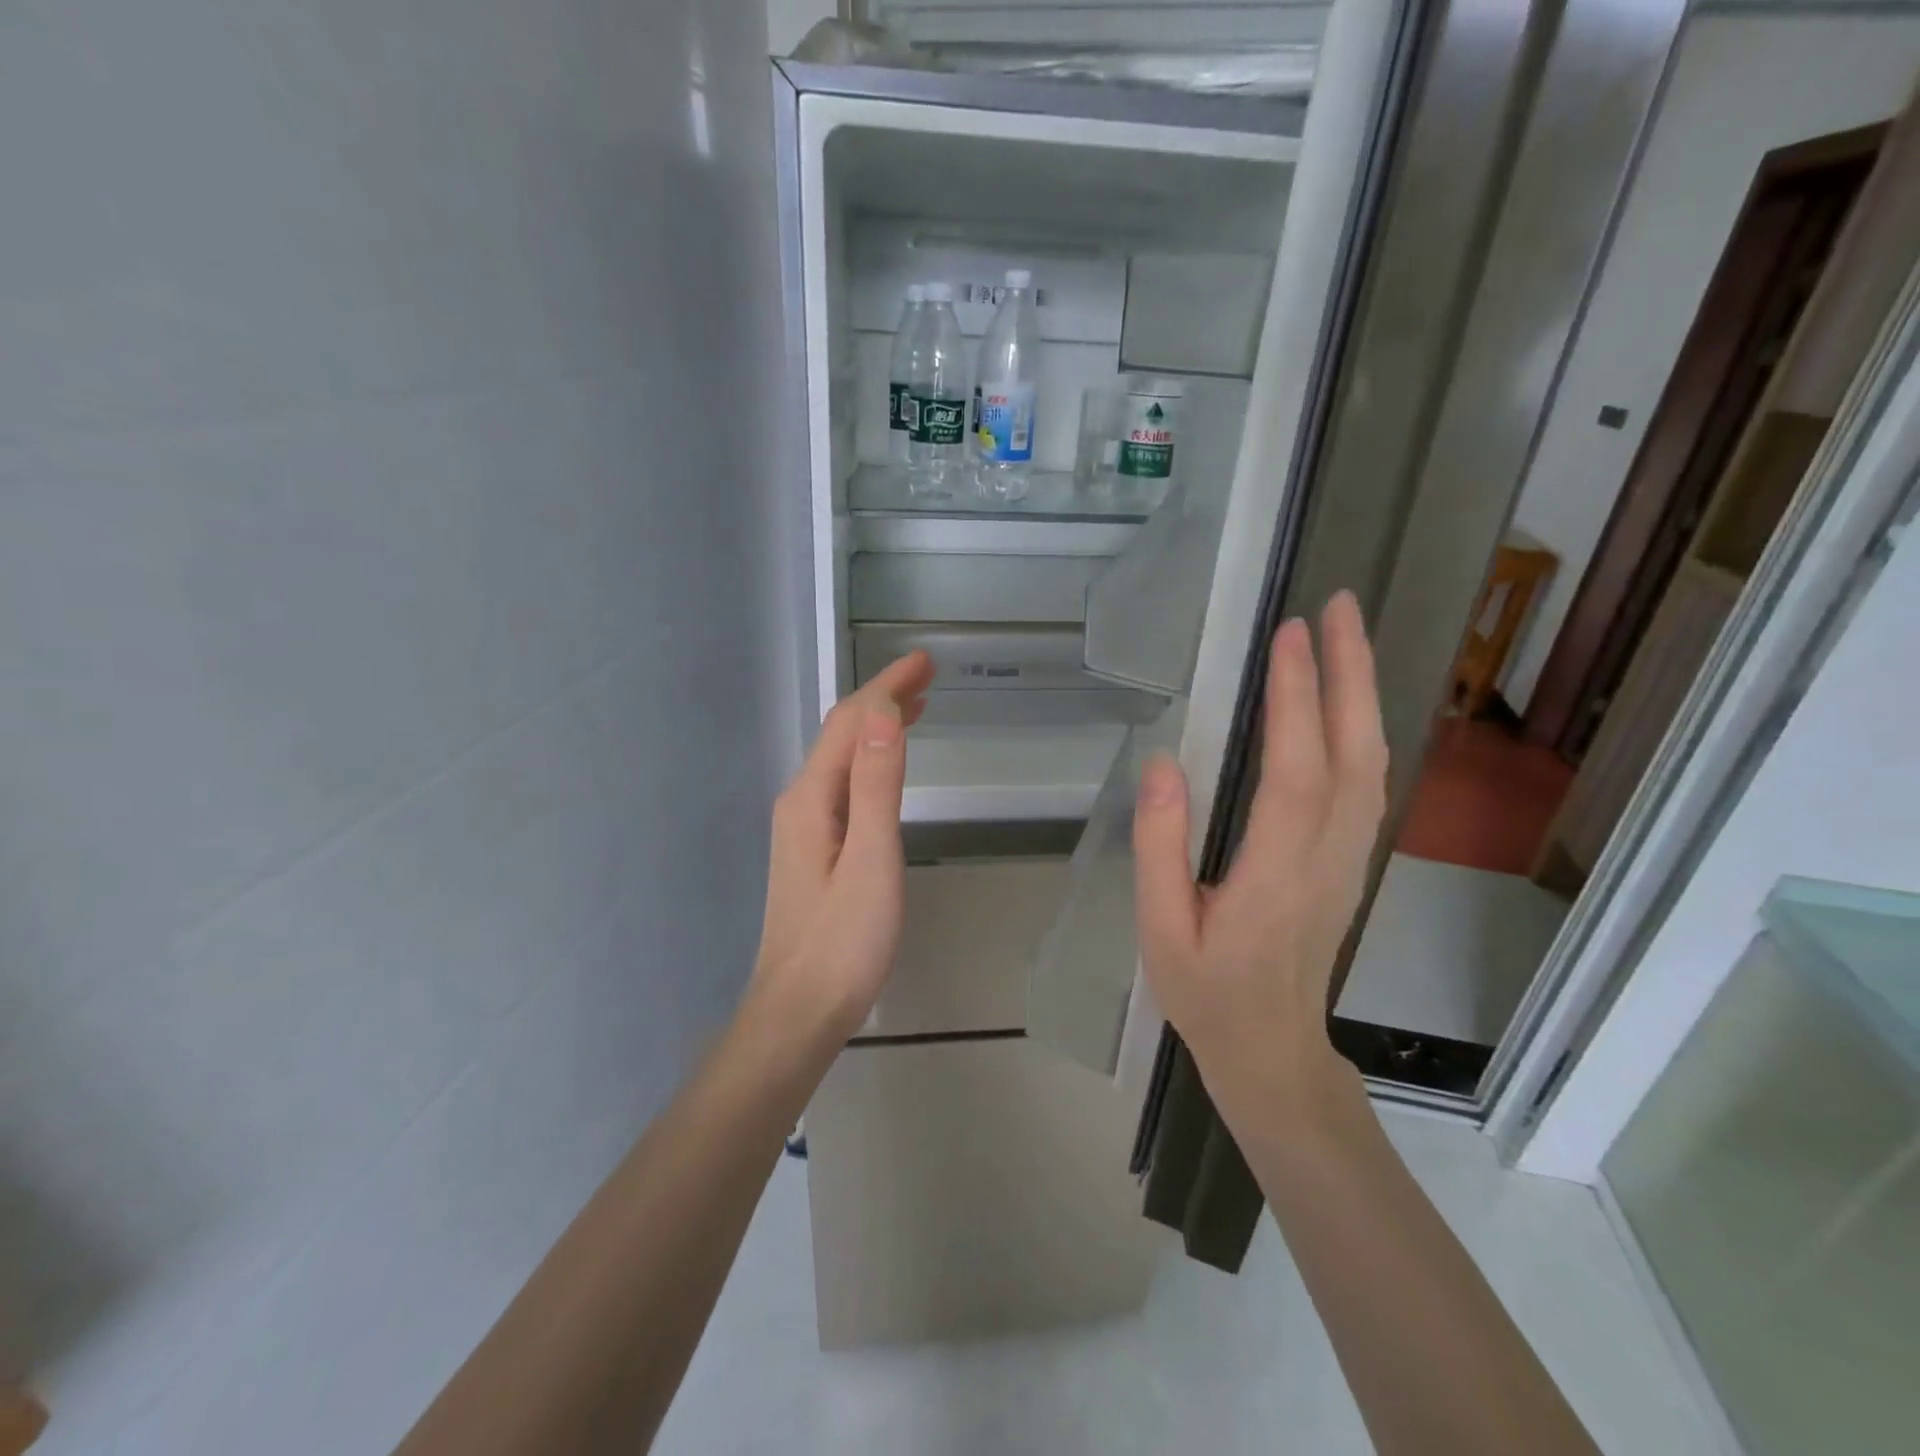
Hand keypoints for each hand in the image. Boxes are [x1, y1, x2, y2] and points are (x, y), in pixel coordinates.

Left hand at [747, 651, 935, 1045]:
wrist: (799, 1010)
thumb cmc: (844, 940)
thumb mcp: (871, 859)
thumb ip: (876, 785)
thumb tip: (884, 714)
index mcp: (812, 797)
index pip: (851, 722)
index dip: (888, 686)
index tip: (926, 661)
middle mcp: (801, 801)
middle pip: (842, 733)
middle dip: (883, 697)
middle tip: (928, 675)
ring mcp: (803, 825)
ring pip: (842, 757)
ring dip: (877, 724)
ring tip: (916, 706)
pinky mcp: (813, 848)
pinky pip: (844, 783)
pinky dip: (870, 758)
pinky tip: (887, 765)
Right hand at [1132, 591, 1387, 1123]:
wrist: (1270, 1049)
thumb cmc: (1206, 992)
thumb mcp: (1159, 929)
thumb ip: (1160, 847)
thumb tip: (1163, 764)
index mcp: (1274, 874)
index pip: (1296, 770)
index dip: (1295, 698)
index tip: (1288, 635)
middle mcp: (1326, 856)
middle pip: (1354, 751)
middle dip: (1349, 671)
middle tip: (1337, 606)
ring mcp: (1348, 858)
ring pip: (1371, 763)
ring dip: (1363, 692)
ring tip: (1346, 634)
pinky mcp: (1350, 860)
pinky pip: (1368, 783)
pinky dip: (1363, 728)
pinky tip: (1347, 702)